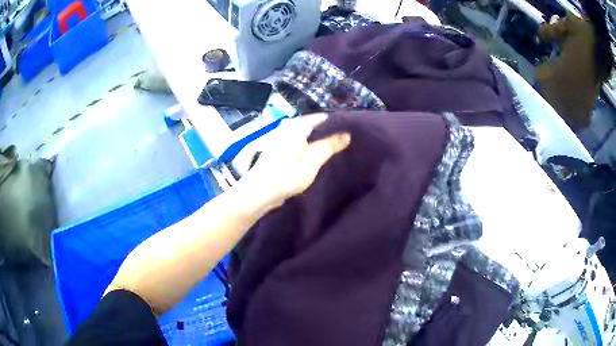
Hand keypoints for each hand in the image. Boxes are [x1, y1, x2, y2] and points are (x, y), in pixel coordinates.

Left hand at [238, 113, 350, 213]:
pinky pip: (296, 142)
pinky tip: (312, 154)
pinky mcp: (276, 150)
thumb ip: (328, 147)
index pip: (319, 118)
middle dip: (325, 130)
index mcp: (295, 128)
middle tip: (342, 139)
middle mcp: (286, 129)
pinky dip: (306, 145)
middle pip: (310, 125)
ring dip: (315, 138)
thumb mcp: (311, 162)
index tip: (348, 128)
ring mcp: (279, 139)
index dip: (333, 122)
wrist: (258, 192)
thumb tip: (347, 134)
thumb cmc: (285, 176)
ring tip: (331, 146)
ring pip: (303, 134)